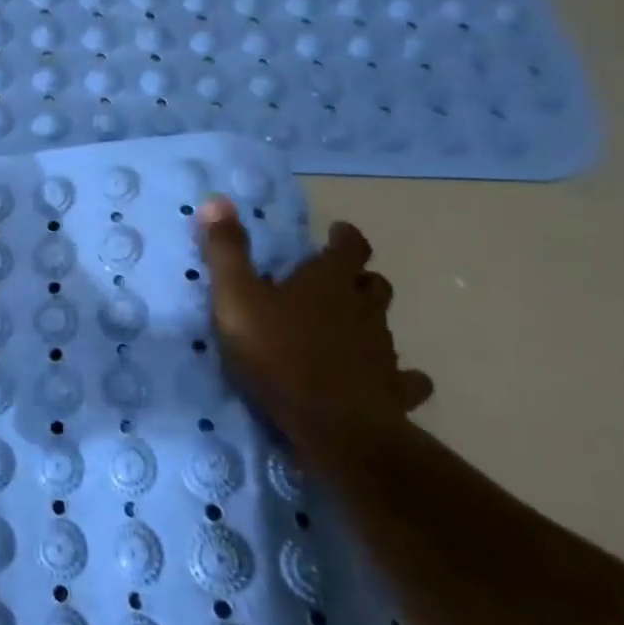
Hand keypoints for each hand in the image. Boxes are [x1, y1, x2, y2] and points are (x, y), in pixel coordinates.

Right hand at [197, 198, 432, 449]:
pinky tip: (385, 379)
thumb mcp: (236, 298)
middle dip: (359, 278)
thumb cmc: (278, 354)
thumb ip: (226, 251)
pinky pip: (406, 378)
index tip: (336, 233)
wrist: (332, 426)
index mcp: (329, 282)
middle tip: (336, 282)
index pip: (350, 246)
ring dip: (369, 321)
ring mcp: (383, 351)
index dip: (345, 237)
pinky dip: (398, 374)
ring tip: (347, 329)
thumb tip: (217, 199)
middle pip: (374, 284)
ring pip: (384, 326)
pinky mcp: (394, 391)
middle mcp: (363, 309)